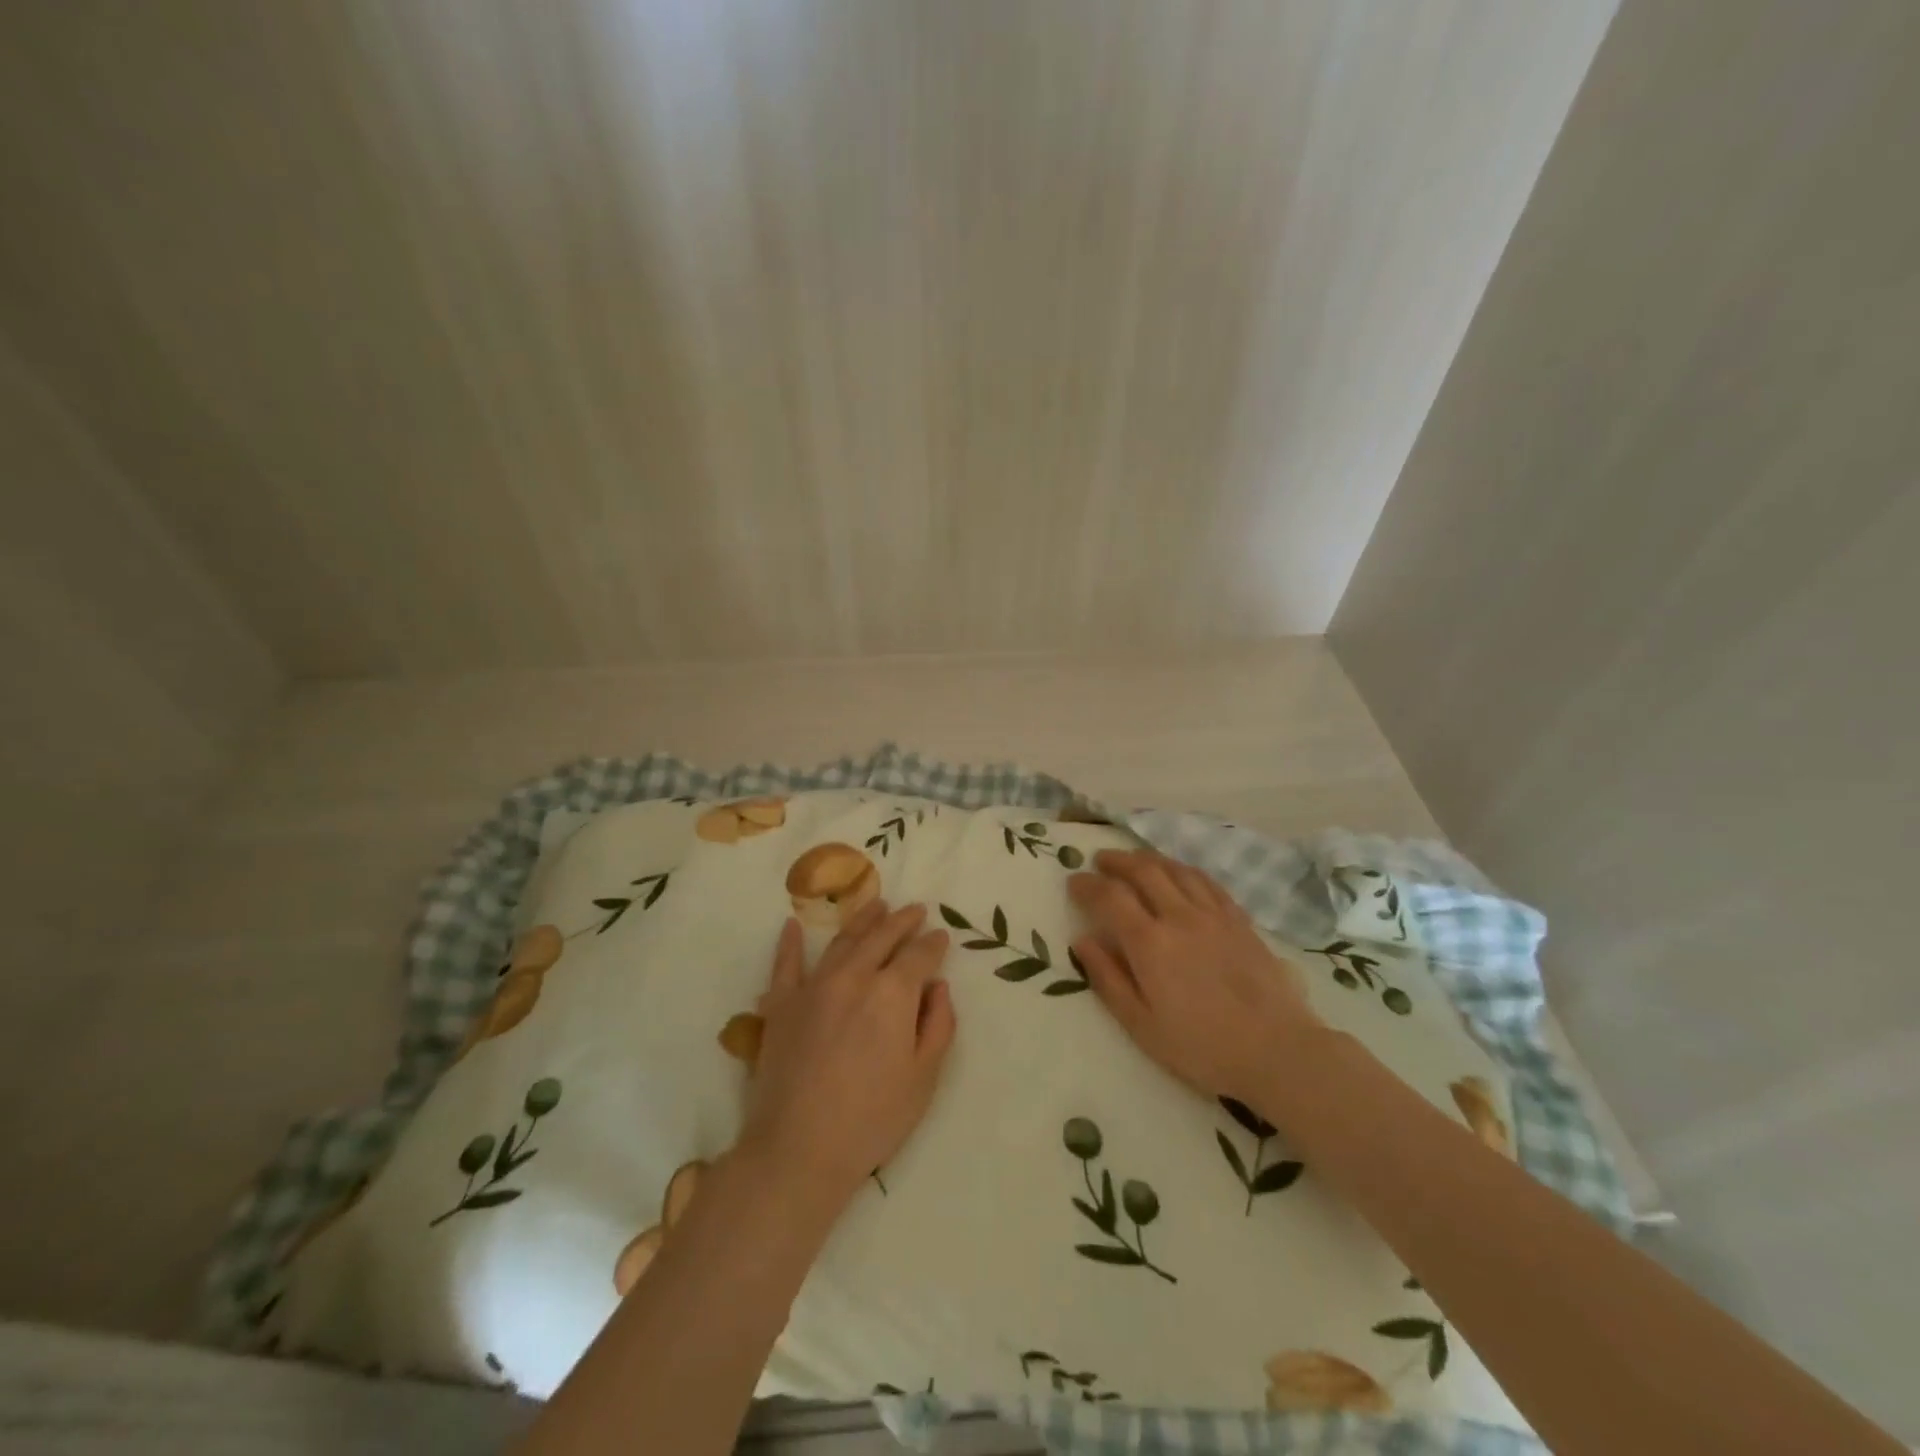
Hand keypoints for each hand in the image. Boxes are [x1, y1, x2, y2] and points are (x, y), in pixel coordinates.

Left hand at [738, 900, 956, 1213]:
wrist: (798, 1150)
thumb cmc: (872, 1118)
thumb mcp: (924, 1077)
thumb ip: (938, 1024)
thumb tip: (937, 986)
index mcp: (892, 993)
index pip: (919, 955)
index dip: (933, 944)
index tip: (941, 936)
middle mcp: (854, 976)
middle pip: (882, 937)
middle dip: (902, 920)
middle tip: (915, 909)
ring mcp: (813, 986)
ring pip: (842, 941)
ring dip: (862, 920)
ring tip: (876, 905)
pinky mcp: (781, 1004)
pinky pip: (785, 964)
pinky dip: (789, 942)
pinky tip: (791, 925)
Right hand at [1069, 849, 1320, 1107]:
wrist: (1277, 1051)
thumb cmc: (1201, 1047)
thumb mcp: (1142, 1025)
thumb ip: (1108, 978)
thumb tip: (1082, 940)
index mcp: (1150, 943)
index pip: (1110, 897)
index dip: (1087, 885)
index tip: (1073, 881)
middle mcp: (1179, 916)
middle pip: (1144, 871)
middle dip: (1117, 861)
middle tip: (1100, 861)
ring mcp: (1213, 915)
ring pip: (1176, 870)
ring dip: (1149, 859)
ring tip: (1135, 861)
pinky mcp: (1240, 921)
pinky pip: (1207, 882)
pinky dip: (1184, 871)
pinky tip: (1180, 875)